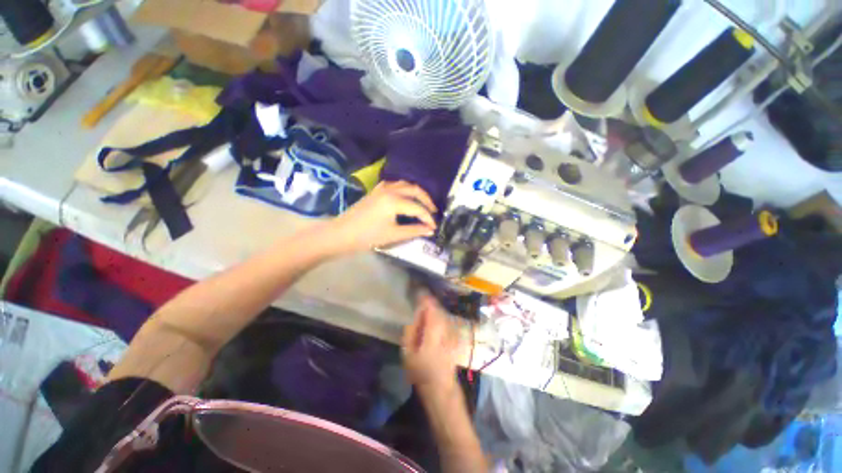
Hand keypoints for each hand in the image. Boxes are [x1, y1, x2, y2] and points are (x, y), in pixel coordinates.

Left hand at [330, 181, 436, 252]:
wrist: (341, 234)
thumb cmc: (367, 236)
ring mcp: (382, 188)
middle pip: (415, 190)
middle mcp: (390, 190)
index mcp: (394, 201)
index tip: (434, 226)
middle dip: (427, 201)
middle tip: (433, 212)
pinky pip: (395, 185)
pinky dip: (405, 189)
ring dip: (416, 193)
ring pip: (405, 184)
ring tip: (423, 204)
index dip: (428, 217)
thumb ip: (414, 230)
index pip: (418, 207)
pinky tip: (406, 197)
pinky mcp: (376, 190)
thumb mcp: (393, 235)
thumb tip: (430, 229)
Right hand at [402, 294, 458, 392]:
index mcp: (433, 330)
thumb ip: (410, 330)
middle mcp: (444, 327)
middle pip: (437, 307)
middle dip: (429, 300)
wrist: (440, 386)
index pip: (430, 307)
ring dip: (433, 306)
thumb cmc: (421, 371)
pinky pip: (444, 319)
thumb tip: (416, 314)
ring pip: (442, 312)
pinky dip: (437, 313)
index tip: (418, 290)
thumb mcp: (408, 352)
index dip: (424, 297)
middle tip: (419, 294)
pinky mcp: (452, 335)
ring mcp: (450, 331)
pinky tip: (431, 315)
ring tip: (424, 302)